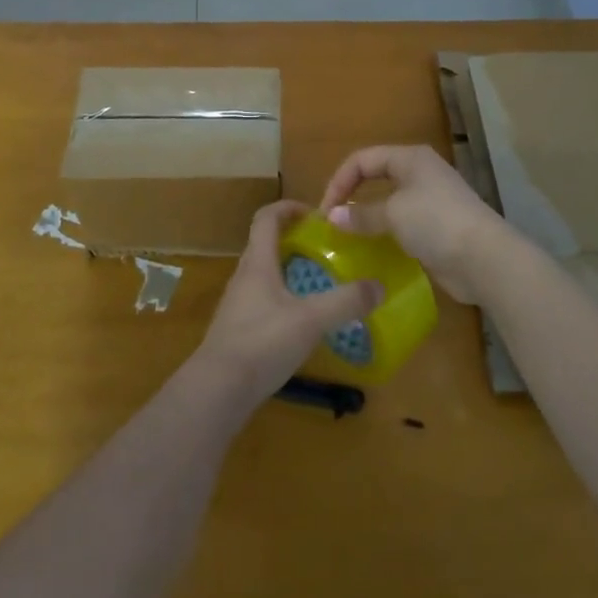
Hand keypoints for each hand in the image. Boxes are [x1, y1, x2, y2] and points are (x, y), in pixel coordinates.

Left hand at [193, 200, 383, 407]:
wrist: (217, 390)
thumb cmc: (262, 342)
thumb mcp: (311, 320)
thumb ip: (345, 302)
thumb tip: (379, 286)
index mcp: (258, 262)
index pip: (267, 217)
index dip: (288, 207)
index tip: (315, 214)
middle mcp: (244, 276)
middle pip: (265, 244)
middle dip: (293, 239)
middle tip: (323, 249)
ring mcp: (238, 304)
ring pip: (263, 274)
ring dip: (287, 270)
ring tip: (317, 283)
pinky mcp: (237, 329)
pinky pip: (262, 300)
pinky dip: (282, 299)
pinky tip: (301, 322)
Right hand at [319, 145, 508, 303]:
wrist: (485, 259)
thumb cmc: (436, 222)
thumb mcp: (393, 214)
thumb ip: (361, 214)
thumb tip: (333, 217)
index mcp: (410, 158)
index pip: (362, 160)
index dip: (340, 181)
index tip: (325, 211)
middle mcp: (420, 174)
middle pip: (375, 177)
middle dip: (352, 197)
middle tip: (333, 222)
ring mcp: (430, 201)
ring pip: (388, 203)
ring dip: (368, 218)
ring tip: (349, 238)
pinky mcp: (436, 228)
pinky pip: (401, 225)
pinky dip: (385, 234)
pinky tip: (373, 251)